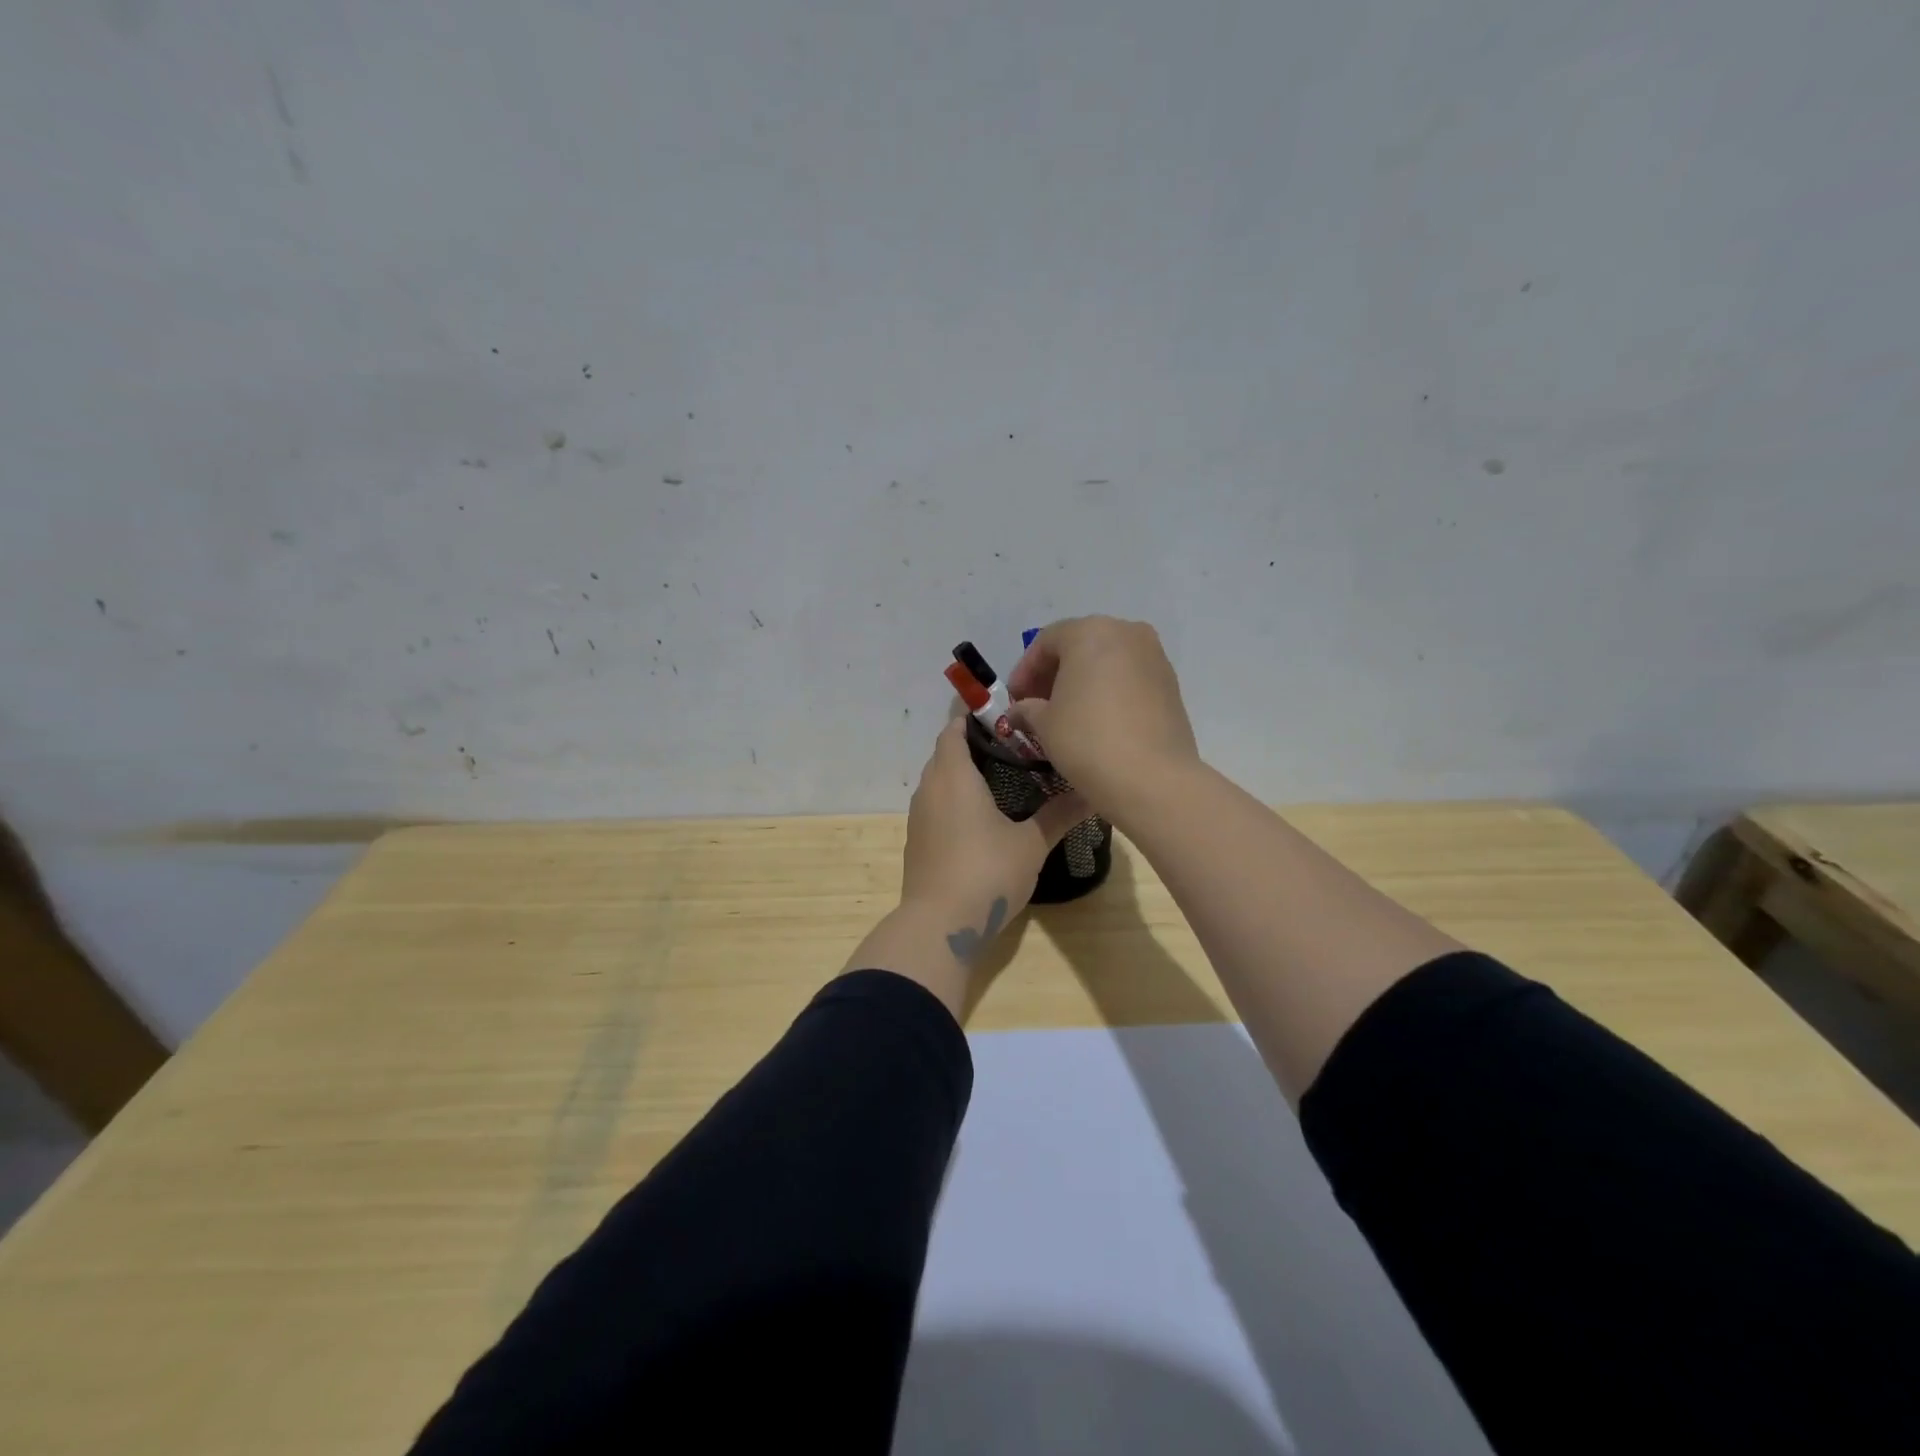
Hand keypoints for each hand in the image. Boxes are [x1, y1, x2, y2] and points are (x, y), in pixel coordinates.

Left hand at [901, 720, 1089, 935]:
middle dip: (971, 743)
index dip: (971, 716)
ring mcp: (919, 817)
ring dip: (961, 773)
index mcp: (953, 776)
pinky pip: (935, 805)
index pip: (953, 730)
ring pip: (938, 780)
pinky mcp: (918, 841)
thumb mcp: (1031, 844)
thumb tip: (1092, 792)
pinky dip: (954, 798)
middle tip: (1012, 744)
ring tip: (1000, 775)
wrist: (939, 926)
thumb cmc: (987, 873)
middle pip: (945, 753)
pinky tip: (981, 814)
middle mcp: (930, 789)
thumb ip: (1059, 815)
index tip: (1000, 713)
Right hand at [1007, 616, 1199, 813]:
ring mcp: (1154, 656)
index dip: (1024, 670)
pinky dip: (1109, 691)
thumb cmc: (1087, 740)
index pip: (1046, 641)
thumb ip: (1027, 708)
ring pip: (1107, 661)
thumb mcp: (1044, 724)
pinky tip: (1098, 720)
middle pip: (1079, 645)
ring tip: (1067, 715)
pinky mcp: (1171, 684)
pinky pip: (1130, 678)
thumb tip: (1020, 711)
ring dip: (1083, 682)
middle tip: (1037, 705)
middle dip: (1054, 674)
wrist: (1153, 778)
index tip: (1014, 700)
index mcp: (1090, 632)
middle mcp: (1126, 632)